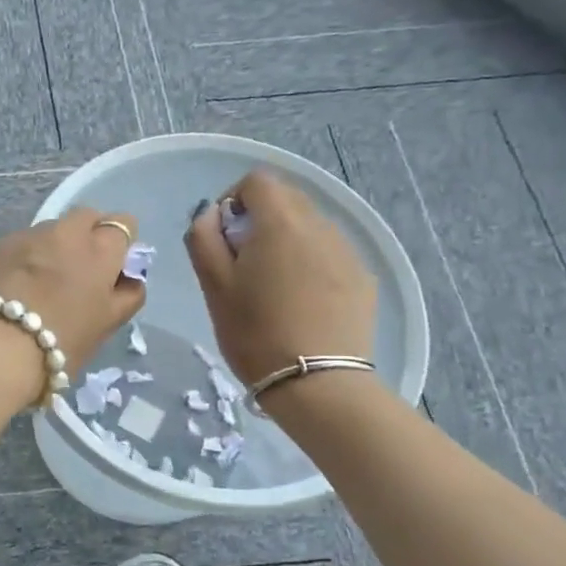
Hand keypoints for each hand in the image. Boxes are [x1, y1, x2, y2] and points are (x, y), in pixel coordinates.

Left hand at [0, 208, 147, 402]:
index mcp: (100, 249)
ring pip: (51, 229)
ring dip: (54, 246)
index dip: (120, 243)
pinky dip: (26, 256)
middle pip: (85, 217)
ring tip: (44, 280)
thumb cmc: (63, 339)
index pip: (122, 224)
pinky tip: (17, 284)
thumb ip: (128, 294)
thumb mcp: (108, 323)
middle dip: (88, 235)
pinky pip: (22, 243)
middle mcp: (66, 232)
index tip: (112, 266)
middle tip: (80, 270)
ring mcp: (29, 235)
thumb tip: (130, 277)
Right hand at [185, 170, 375, 387]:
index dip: (233, 200)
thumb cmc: (254, 332)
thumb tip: (209, 215)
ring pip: (309, 226)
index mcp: (280, 223)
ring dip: (285, 240)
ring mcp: (346, 251)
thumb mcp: (214, 286)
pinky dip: (309, 262)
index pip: (257, 181)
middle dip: (259, 219)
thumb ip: (203, 239)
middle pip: (286, 198)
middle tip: (243, 262)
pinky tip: (301, 301)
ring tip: (273, 285)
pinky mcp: (362, 277)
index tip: (223, 236)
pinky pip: (328, 252)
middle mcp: (319, 225)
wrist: (317, 383)